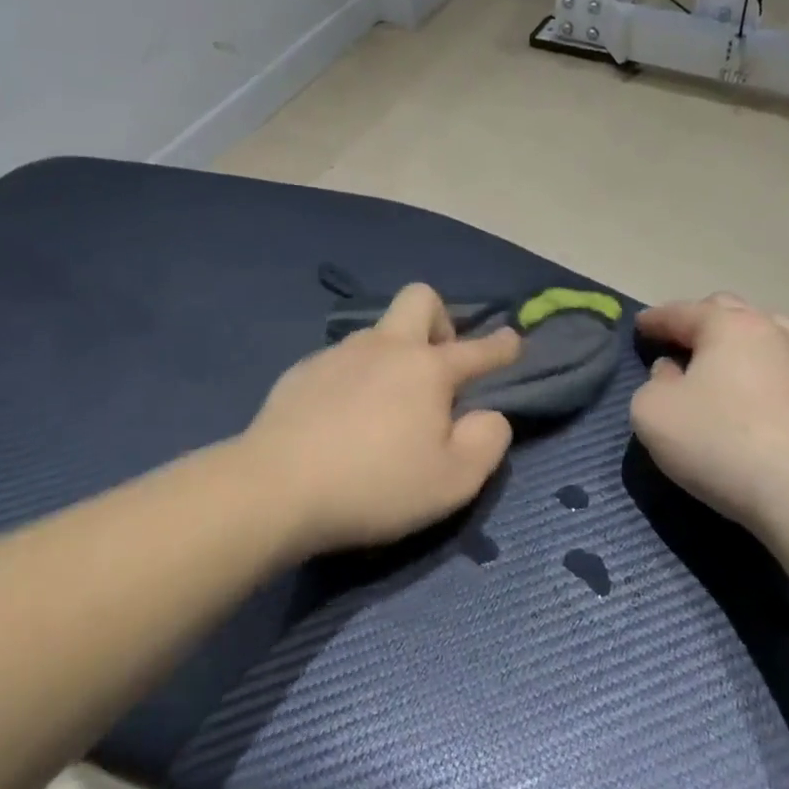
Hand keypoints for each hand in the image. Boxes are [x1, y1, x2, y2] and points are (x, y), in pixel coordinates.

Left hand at [242, 284, 521, 554]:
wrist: (274, 489)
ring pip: (377, 332)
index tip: (514, 340)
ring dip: (393, 354)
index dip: (502, 346)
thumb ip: (487, 442)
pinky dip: (354, 379)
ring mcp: (338, 354)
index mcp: (427, 369)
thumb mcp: (454, 481)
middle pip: (420, 299)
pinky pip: (341, 361)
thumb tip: (489, 415)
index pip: (477, 350)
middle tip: (438, 367)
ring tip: (384, 406)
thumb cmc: (375, 486)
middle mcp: (385, 347)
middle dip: (440, 321)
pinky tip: (340, 419)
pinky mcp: (300, 372)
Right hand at [631, 294, 788, 524]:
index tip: (641, 326)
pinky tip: (772, 404)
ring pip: (774, 339)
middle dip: (704, 322)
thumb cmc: (719, 442)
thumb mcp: (653, 413)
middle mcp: (776, 332)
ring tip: (733, 368)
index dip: (656, 319)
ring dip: (747, 347)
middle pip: (733, 313)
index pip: (682, 312)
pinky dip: (778, 380)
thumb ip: (654, 384)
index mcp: (728, 326)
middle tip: (685, 343)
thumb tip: (672, 372)